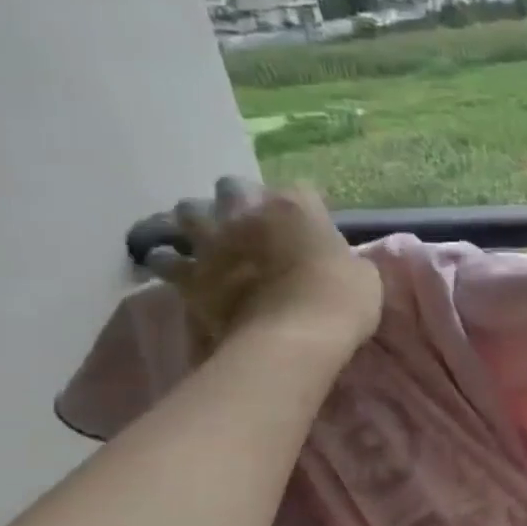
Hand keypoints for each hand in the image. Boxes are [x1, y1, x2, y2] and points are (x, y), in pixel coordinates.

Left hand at [144, 178, 380, 359]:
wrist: (294, 338)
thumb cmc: (341, 301)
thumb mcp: (362, 274)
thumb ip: (340, 257)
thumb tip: (330, 260)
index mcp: (296, 208)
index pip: (299, 189)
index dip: (305, 207)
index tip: (312, 225)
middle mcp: (248, 213)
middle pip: (232, 187)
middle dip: (240, 200)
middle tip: (254, 223)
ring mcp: (212, 242)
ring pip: (187, 211)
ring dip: (198, 221)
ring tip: (209, 237)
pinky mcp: (188, 275)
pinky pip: (164, 258)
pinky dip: (170, 261)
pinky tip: (180, 269)